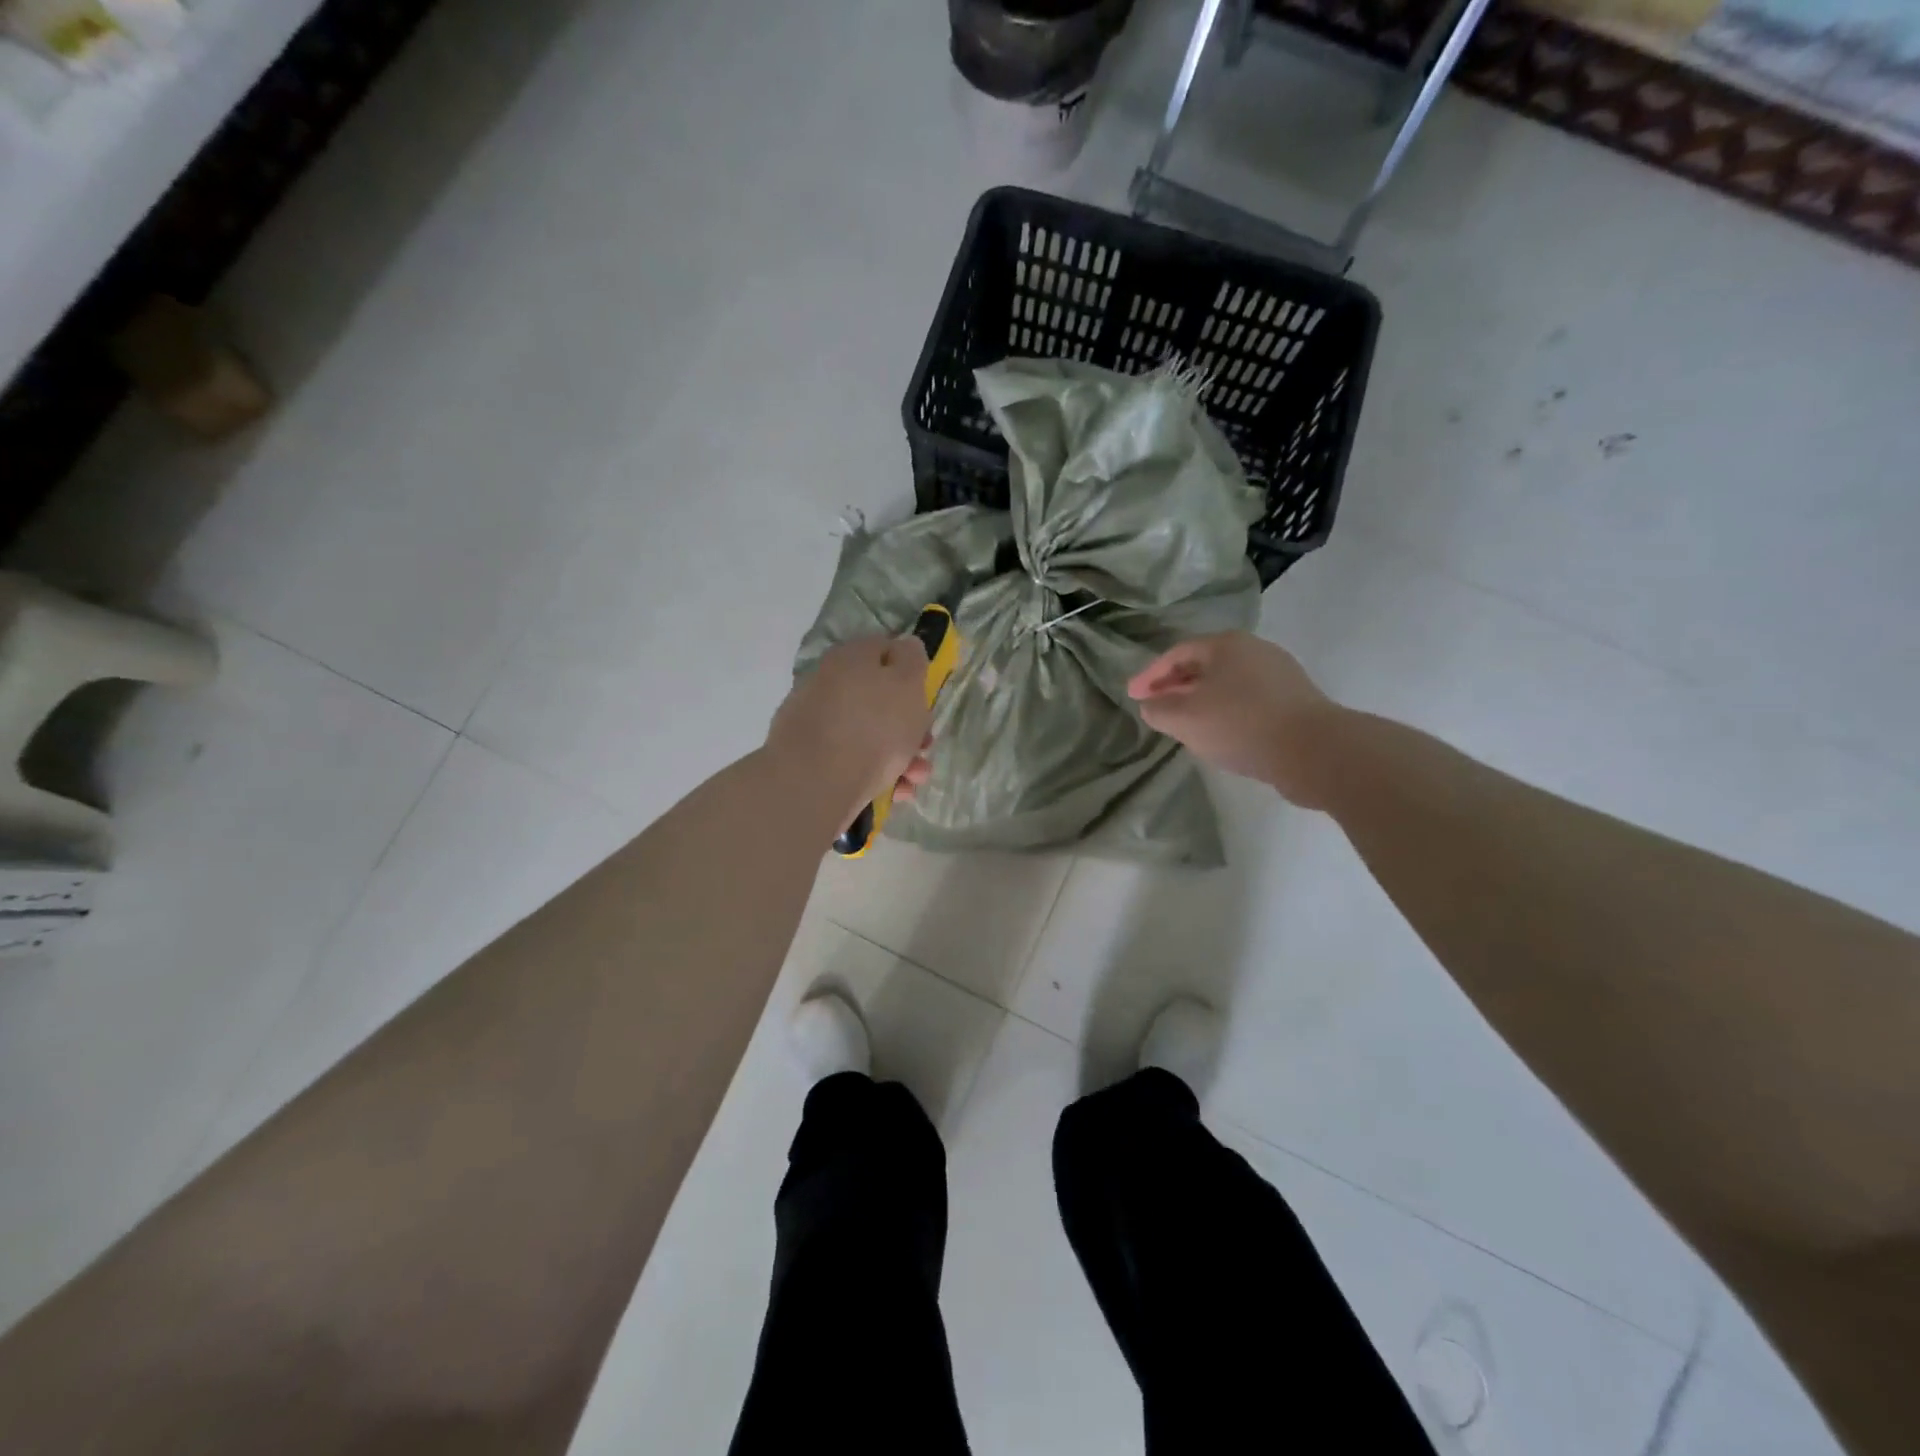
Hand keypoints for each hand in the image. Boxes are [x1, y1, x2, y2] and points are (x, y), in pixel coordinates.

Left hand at [769, 636, 932, 820]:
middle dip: (910, 726)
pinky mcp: (809, 759)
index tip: (926, 699)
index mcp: (850, 658)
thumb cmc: (873, 728)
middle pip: (879, 698)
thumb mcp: (907, 684)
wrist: (815, 783)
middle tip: (925, 746)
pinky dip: (876, 775)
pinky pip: (851, 761)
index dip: (911, 671)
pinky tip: (894, 793)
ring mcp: (815, 723)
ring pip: (869, 734)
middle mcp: (828, 684)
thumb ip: (912, 660)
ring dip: (900, 756)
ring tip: (914, 779)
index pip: (885, 650)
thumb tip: (904, 645)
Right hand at [1128, 632, 1341, 806]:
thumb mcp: (1185, 718)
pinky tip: (1220, 733)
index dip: (1149, 675)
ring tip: (1185, 722)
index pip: (1176, 654)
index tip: (1131, 695)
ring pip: (1226, 684)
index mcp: (1226, 645)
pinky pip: (1247, 701)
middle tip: (1155, 706)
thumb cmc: (1240, 724)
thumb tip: (1151, 705)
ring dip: (1200, 700)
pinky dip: (1225, 712)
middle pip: (1203, 665)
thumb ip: (1158, 709)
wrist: (1314, 751)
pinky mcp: (1294, 700)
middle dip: (1175, 686)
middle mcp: (1254, 650)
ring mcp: (1278, 674)